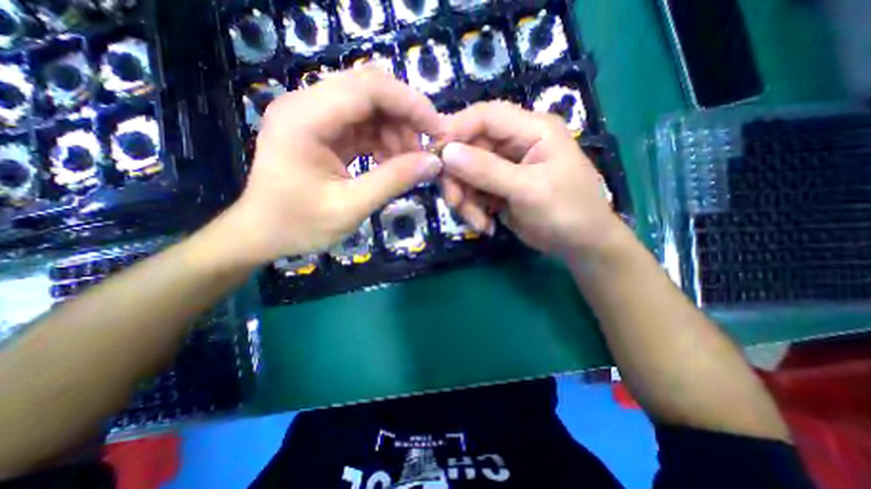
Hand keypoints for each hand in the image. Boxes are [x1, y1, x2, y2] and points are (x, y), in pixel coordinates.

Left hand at [222, 66, 443, 265]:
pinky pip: (363, 126)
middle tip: (426, 150)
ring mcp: (314, 117)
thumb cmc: (299, 225)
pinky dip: (384, 142)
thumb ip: (393, 181)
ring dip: (396, 132)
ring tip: (410, 164)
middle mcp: (307, 105)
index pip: (368, 88)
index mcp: (305, 118)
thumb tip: (434, 163)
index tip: (437, 131)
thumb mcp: (350, 207)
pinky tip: (392, 164)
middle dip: (406, 117)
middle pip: (370, 90)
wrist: (262, 234)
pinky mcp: (323, 131)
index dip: (410, 104)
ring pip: (370, 108)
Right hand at [444, 99, 622, 260]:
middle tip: (455, 203)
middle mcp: (515, 143)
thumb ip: (487, 170)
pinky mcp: (497, 188)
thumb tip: (446, 152)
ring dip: (465, 200)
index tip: (434, 156)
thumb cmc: (566, 211)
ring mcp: (504, 167)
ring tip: (478, 222)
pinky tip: (486, 225)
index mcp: (531, 130)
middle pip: (469, 148)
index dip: (455, 130)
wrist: (580, 244)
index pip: (485, 116)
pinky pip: (473, 192)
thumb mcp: (528, 190)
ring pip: (467, 174)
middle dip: (458, 178)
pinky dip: (473, 210)